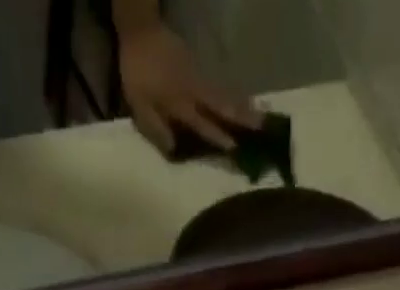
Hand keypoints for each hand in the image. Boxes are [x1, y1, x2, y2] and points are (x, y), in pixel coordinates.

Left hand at [118, 21, 257, 153]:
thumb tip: (173, 149)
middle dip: (241, 116)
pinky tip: (240, 100)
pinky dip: (231, 94)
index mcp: (180, 103)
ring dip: (242, 104)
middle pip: (221, 105)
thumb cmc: (137, 73)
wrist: (141, 30)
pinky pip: (218, 84)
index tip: (236, 147)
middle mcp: (194, 90)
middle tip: (262, 126)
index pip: (203, 123)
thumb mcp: (139, 105)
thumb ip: (156, 128)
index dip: (218, 136)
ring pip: (223, 93)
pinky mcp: (197, 66)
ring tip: (259, 115)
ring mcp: (198, 75)